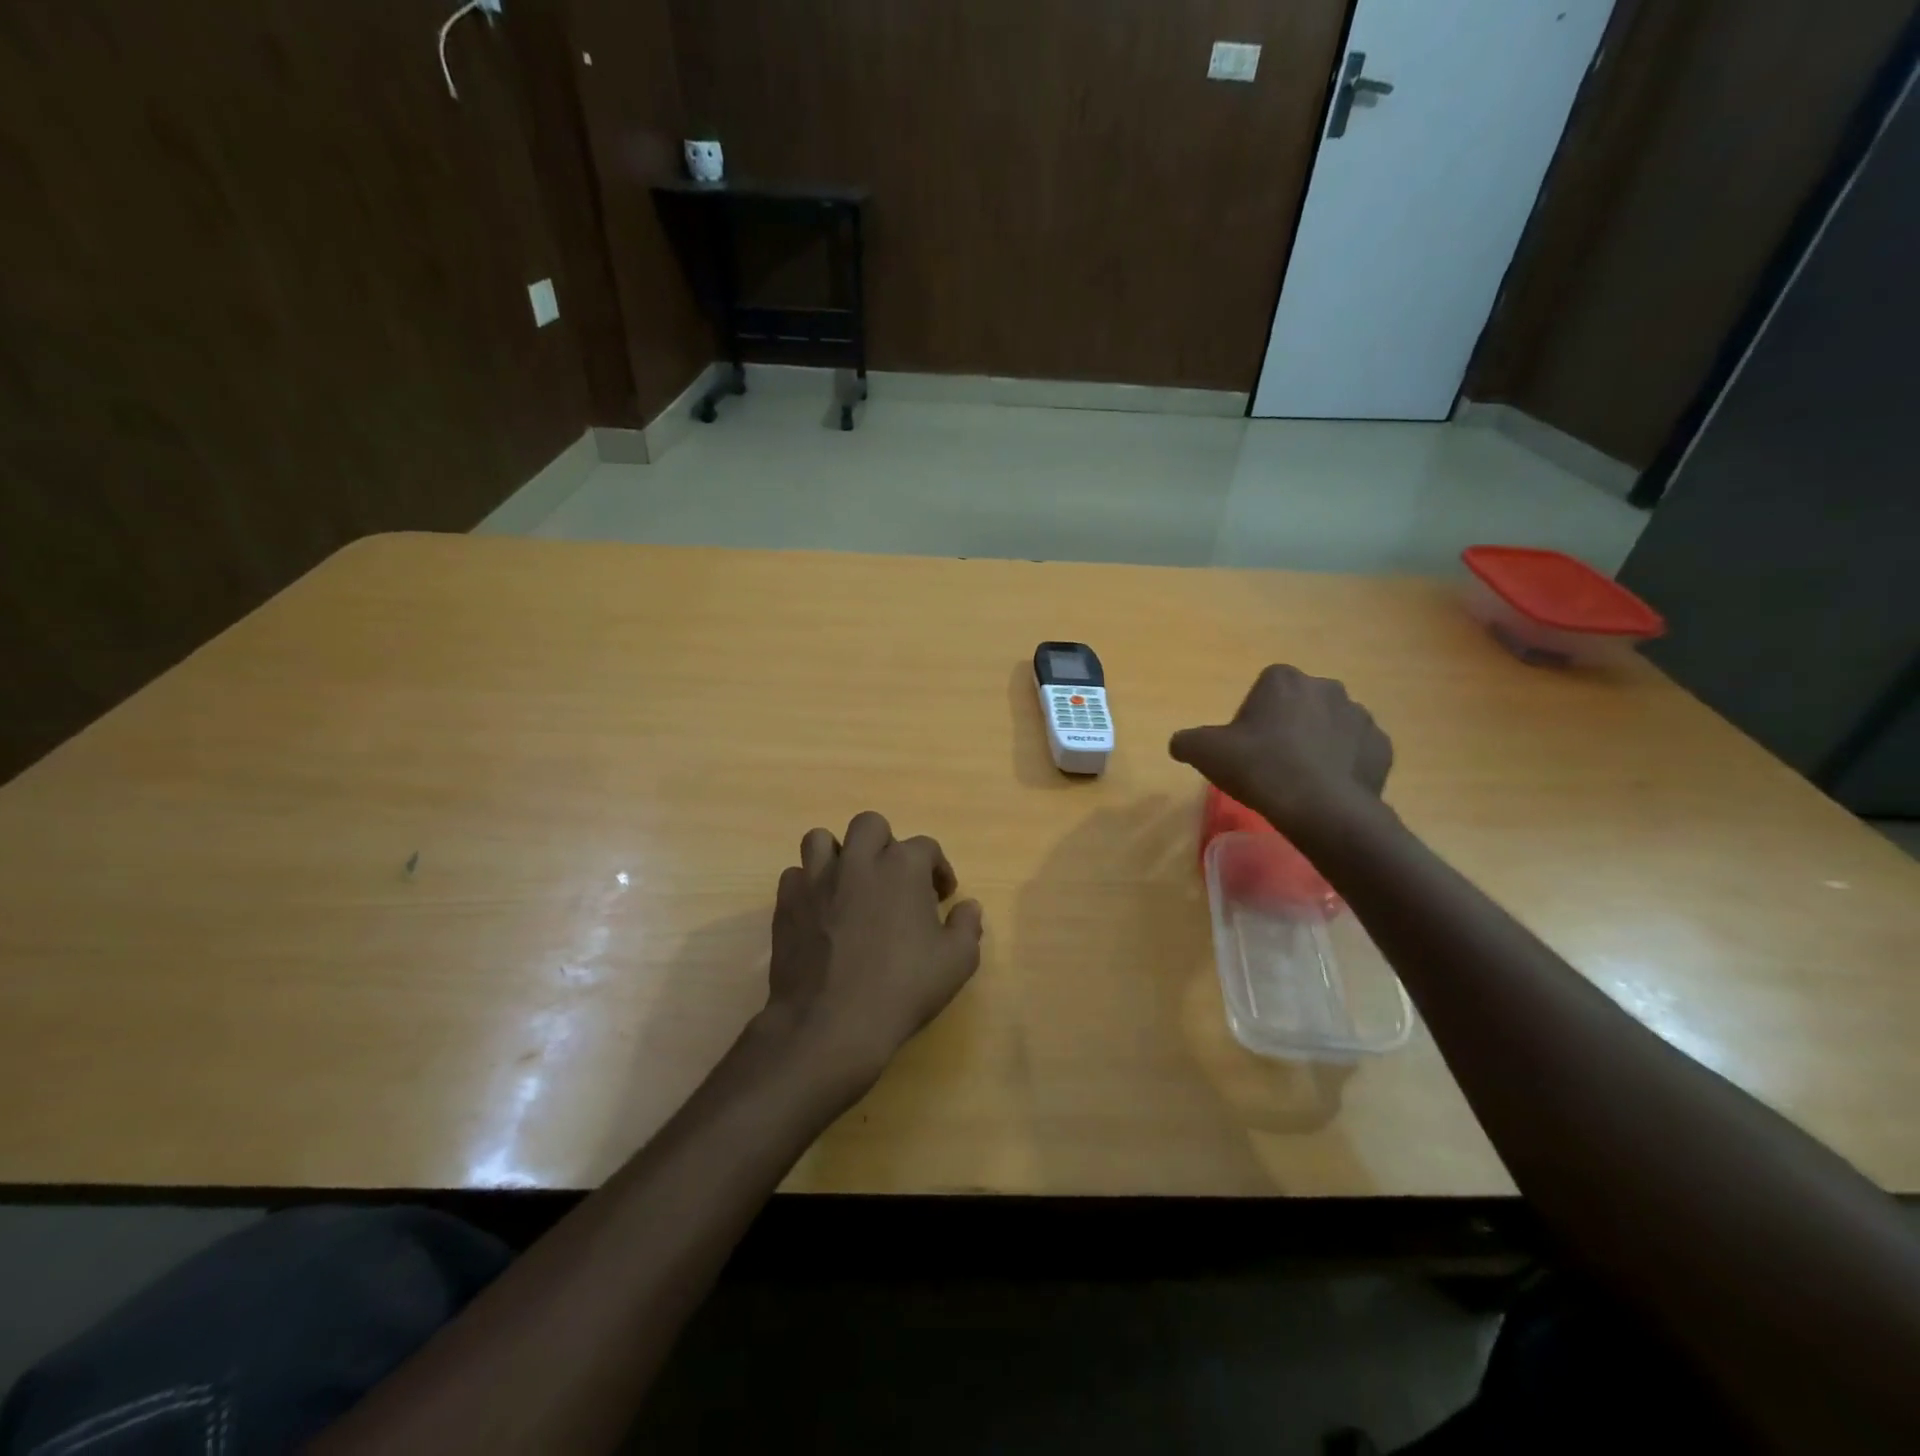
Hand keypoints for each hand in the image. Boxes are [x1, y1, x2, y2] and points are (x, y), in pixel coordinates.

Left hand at [762, 811, 983, 1092]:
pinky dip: (808, 887)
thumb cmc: (903, 989)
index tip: (941, 896)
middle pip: (870, 825)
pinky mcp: (787, 903)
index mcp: (902, 867)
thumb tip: (968, 906)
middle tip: (892, 879)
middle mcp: (858, 860)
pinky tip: (820, 912)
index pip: (926, 847)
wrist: (831, 1023)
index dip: (938, 869)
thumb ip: (967, 926)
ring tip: (849, 885)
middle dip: (885, 845)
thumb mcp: (957, 962)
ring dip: (838, 855)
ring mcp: (817, 879)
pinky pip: (795, 876)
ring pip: (821, 840)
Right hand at [1168, 665, 1392, 837]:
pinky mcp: (1382, 747)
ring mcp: (1361, 717)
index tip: (1245, 745)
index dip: (1252, 716)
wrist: (1319, 808)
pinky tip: (1326, 787)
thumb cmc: (1259, 768)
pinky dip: (1344, 765)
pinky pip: (1357, 752)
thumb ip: (1186, 741)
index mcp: (1284, 680)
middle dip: (1288, 726)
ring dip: (1318, 744)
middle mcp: (1326, 687)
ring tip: (1300, 779)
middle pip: (1299, 704)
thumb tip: (1180, 743)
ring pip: (1331, 727)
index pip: (1264, 688)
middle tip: (1270, 761)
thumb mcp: (1204, 752)